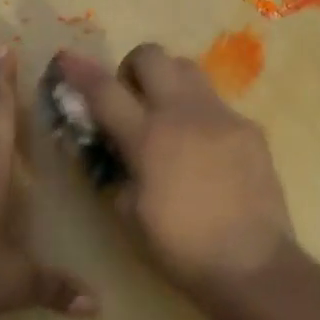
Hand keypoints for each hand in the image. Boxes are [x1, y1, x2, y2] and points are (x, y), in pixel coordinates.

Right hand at [52, 45, 293, 298]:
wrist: (253, 264)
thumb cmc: (180, 248)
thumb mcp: (129, 214)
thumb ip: (115, 171)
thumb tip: (112, 148)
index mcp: (148, 138)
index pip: (105, 91)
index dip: (80, 72)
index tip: (66, 58)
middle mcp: (185, 114)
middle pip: (152, 56)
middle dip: (133, 67)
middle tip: (131, 98)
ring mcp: (222, 116)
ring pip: (189, 68)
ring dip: (169, 82)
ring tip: (168, 118)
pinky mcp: (250, 128)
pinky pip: (218, 104)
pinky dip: (200, 114)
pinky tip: (205, 150)